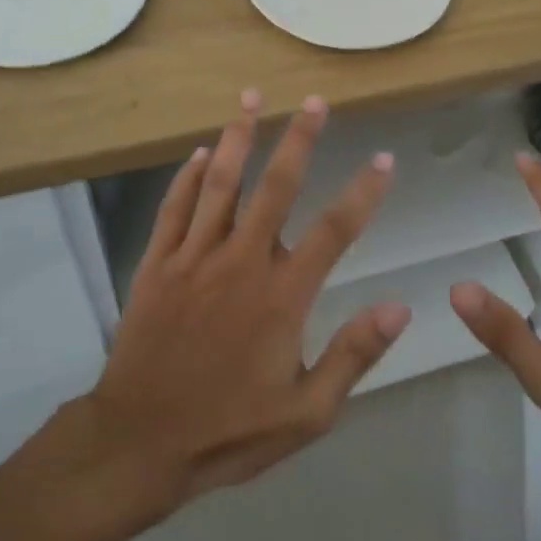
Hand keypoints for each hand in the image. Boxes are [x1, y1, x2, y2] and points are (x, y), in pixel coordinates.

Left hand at [80, 91, 408, 515]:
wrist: (139, 443)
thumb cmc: (228, 430)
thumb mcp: (307, 413)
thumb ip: (353, 356)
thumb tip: (400, 308)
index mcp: (282, 296)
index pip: (333, 230)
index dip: (363, 192)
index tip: (383, 159)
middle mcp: (240, 263)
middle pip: (275, 187)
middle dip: (298, 139)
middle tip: (313, 102)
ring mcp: (193, 258)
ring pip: (219, 184)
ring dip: (237, 138)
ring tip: (250, 98)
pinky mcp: (156, 265)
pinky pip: (173, 209)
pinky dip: (186, 177)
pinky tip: (198, 153)